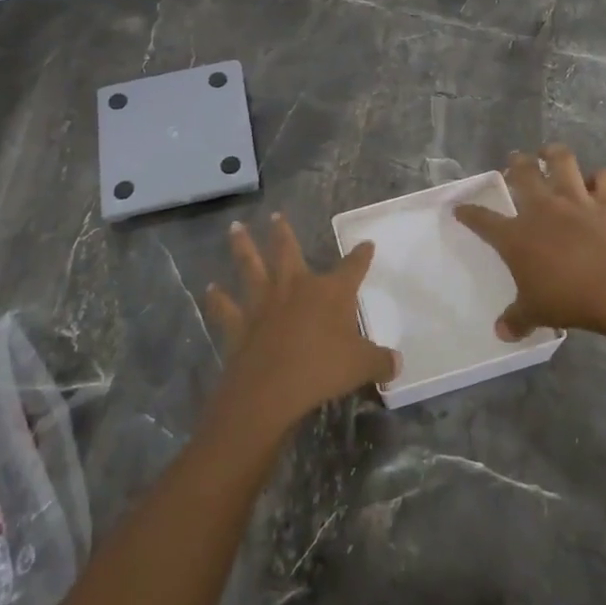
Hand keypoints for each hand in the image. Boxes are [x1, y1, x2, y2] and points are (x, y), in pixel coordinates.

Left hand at [202, 214, 399, 440]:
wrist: (272, 388)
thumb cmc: (323, 370)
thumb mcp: (362, 367)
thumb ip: (380, 362)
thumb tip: (396, 364)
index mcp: (331, 292)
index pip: (352, 267)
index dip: (361, 256)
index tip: (366, 244)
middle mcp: (296, 287)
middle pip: (288, 252)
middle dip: (283, 233)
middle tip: (276, 216)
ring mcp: (264, 303)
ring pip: (251, 267)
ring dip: (243, 247)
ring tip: (235, 228)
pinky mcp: (240, 324)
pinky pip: (226, 308)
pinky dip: (217, 299)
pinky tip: (210, 289)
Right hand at [453, 145, 605, 340]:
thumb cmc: (566, 299)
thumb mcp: (534, 313)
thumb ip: (516, 320)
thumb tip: (501, 333)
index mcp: (516, 236)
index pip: (483, 220)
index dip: (469, 213)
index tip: (460, 209)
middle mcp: (542, 209)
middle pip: (523, 174)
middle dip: (516, 164)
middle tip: (515, 161)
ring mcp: (576, 200)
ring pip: (562, 161)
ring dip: (554, 153)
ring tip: (549, 152)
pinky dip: (602, 177)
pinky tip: (599, 181)